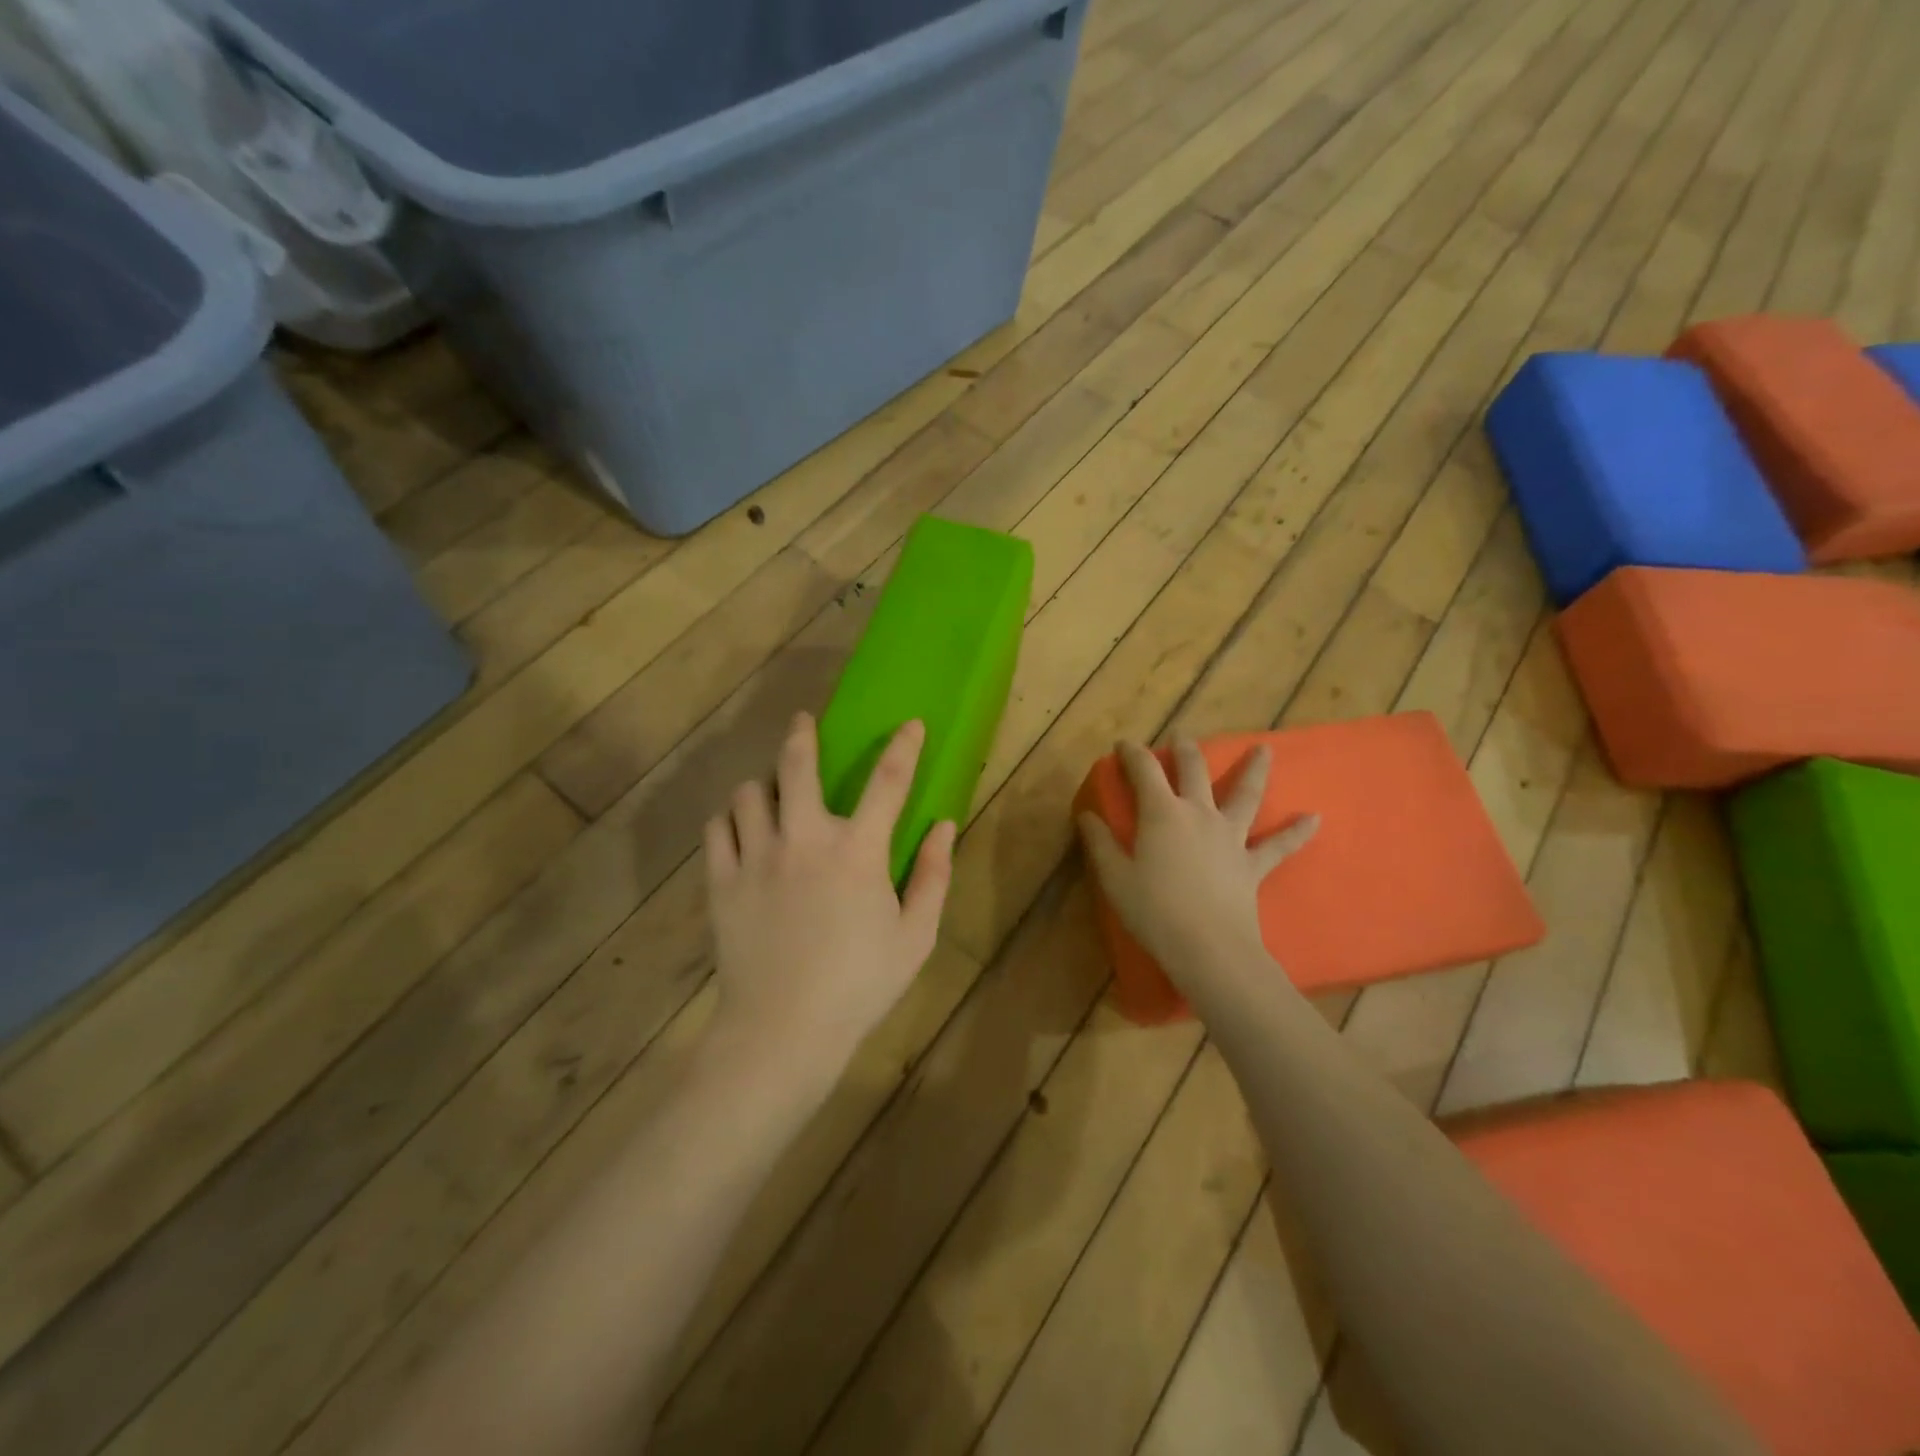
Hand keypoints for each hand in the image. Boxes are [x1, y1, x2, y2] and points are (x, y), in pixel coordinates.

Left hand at [704, 713, 954, 1085]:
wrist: (783, 1030)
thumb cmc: (859, 984)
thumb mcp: (915, 936)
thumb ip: (934, 875)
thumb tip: (944, 825)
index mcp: (857, 851)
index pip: (888, 781)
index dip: (903, 746)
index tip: (910, 724)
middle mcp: (804, 839)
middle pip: (796, 766)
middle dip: (802, 735)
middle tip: (803, 721)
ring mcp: (757, 857)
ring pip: (748, 793)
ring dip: (763, 782)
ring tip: (770, 789)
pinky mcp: (722, 881)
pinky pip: (717, 829)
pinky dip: (729, 819)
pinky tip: (740, 827)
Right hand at [1077, 740, 1317, 990]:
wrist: (1208, 948)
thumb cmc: (1153, 911)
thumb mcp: (1114, 877)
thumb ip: (1099, 842)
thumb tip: (1087, 815)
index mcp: (1162, 813)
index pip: (1144, 770)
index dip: (1131, 753)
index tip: (1122, 745)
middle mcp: (1199, 813)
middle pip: (1194, 770)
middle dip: (1185, 750)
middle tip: (1182, 736)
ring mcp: (1230, 836)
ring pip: (1245, 795)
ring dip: (1254, 770)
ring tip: (1266, 750)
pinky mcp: (1252, 864)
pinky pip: (1279, 845)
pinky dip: (1297, 832)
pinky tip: (1316, 818)